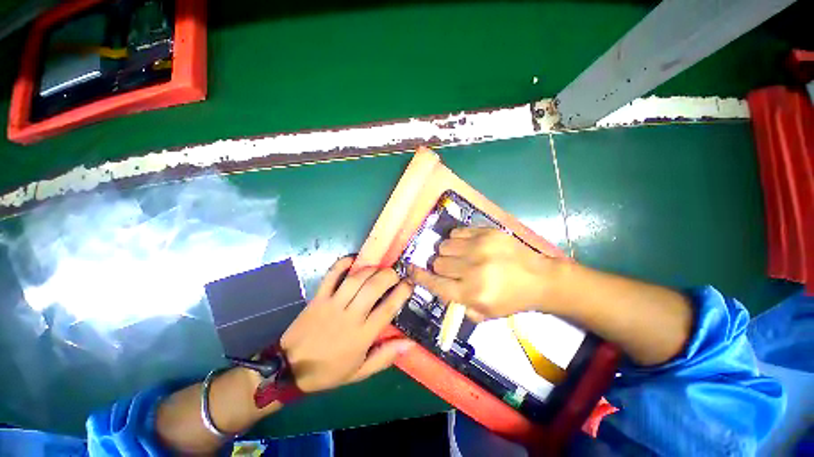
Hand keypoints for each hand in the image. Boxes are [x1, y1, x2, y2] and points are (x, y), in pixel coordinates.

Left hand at [280, 257, 414, 392]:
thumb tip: (410, 343)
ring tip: (379, 268)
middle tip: (395, 274)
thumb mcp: (360, 372)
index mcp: (362, 335)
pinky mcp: (318, 297)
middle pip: (373, 287)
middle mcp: (350, 316)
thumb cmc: (329, 371)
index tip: (409, 284)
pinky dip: (343, 263)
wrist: (289, 369)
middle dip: (389, 275)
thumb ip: (385, 356)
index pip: (388, 308)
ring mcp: (332, 304)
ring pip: (356, 279)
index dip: (402, 292)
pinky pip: (331, 275)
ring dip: (371, 269)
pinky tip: (354, 260)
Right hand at [409, 228, 558, 319]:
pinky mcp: (487, 233)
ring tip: (461, 256)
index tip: (409, 269)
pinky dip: (457, 240)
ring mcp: (480, 247)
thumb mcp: (485, 313)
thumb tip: (439, 288)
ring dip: (448, 252)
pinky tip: (468, 246)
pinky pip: (457, 233)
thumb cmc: (511, 299)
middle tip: (452, 269)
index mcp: (472, 293)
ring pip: (445, 246)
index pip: (435, 283)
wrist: (540, 278)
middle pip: (438, 262)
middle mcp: (473, 269)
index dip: (419, 276)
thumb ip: (458, 305)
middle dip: (440, 267)